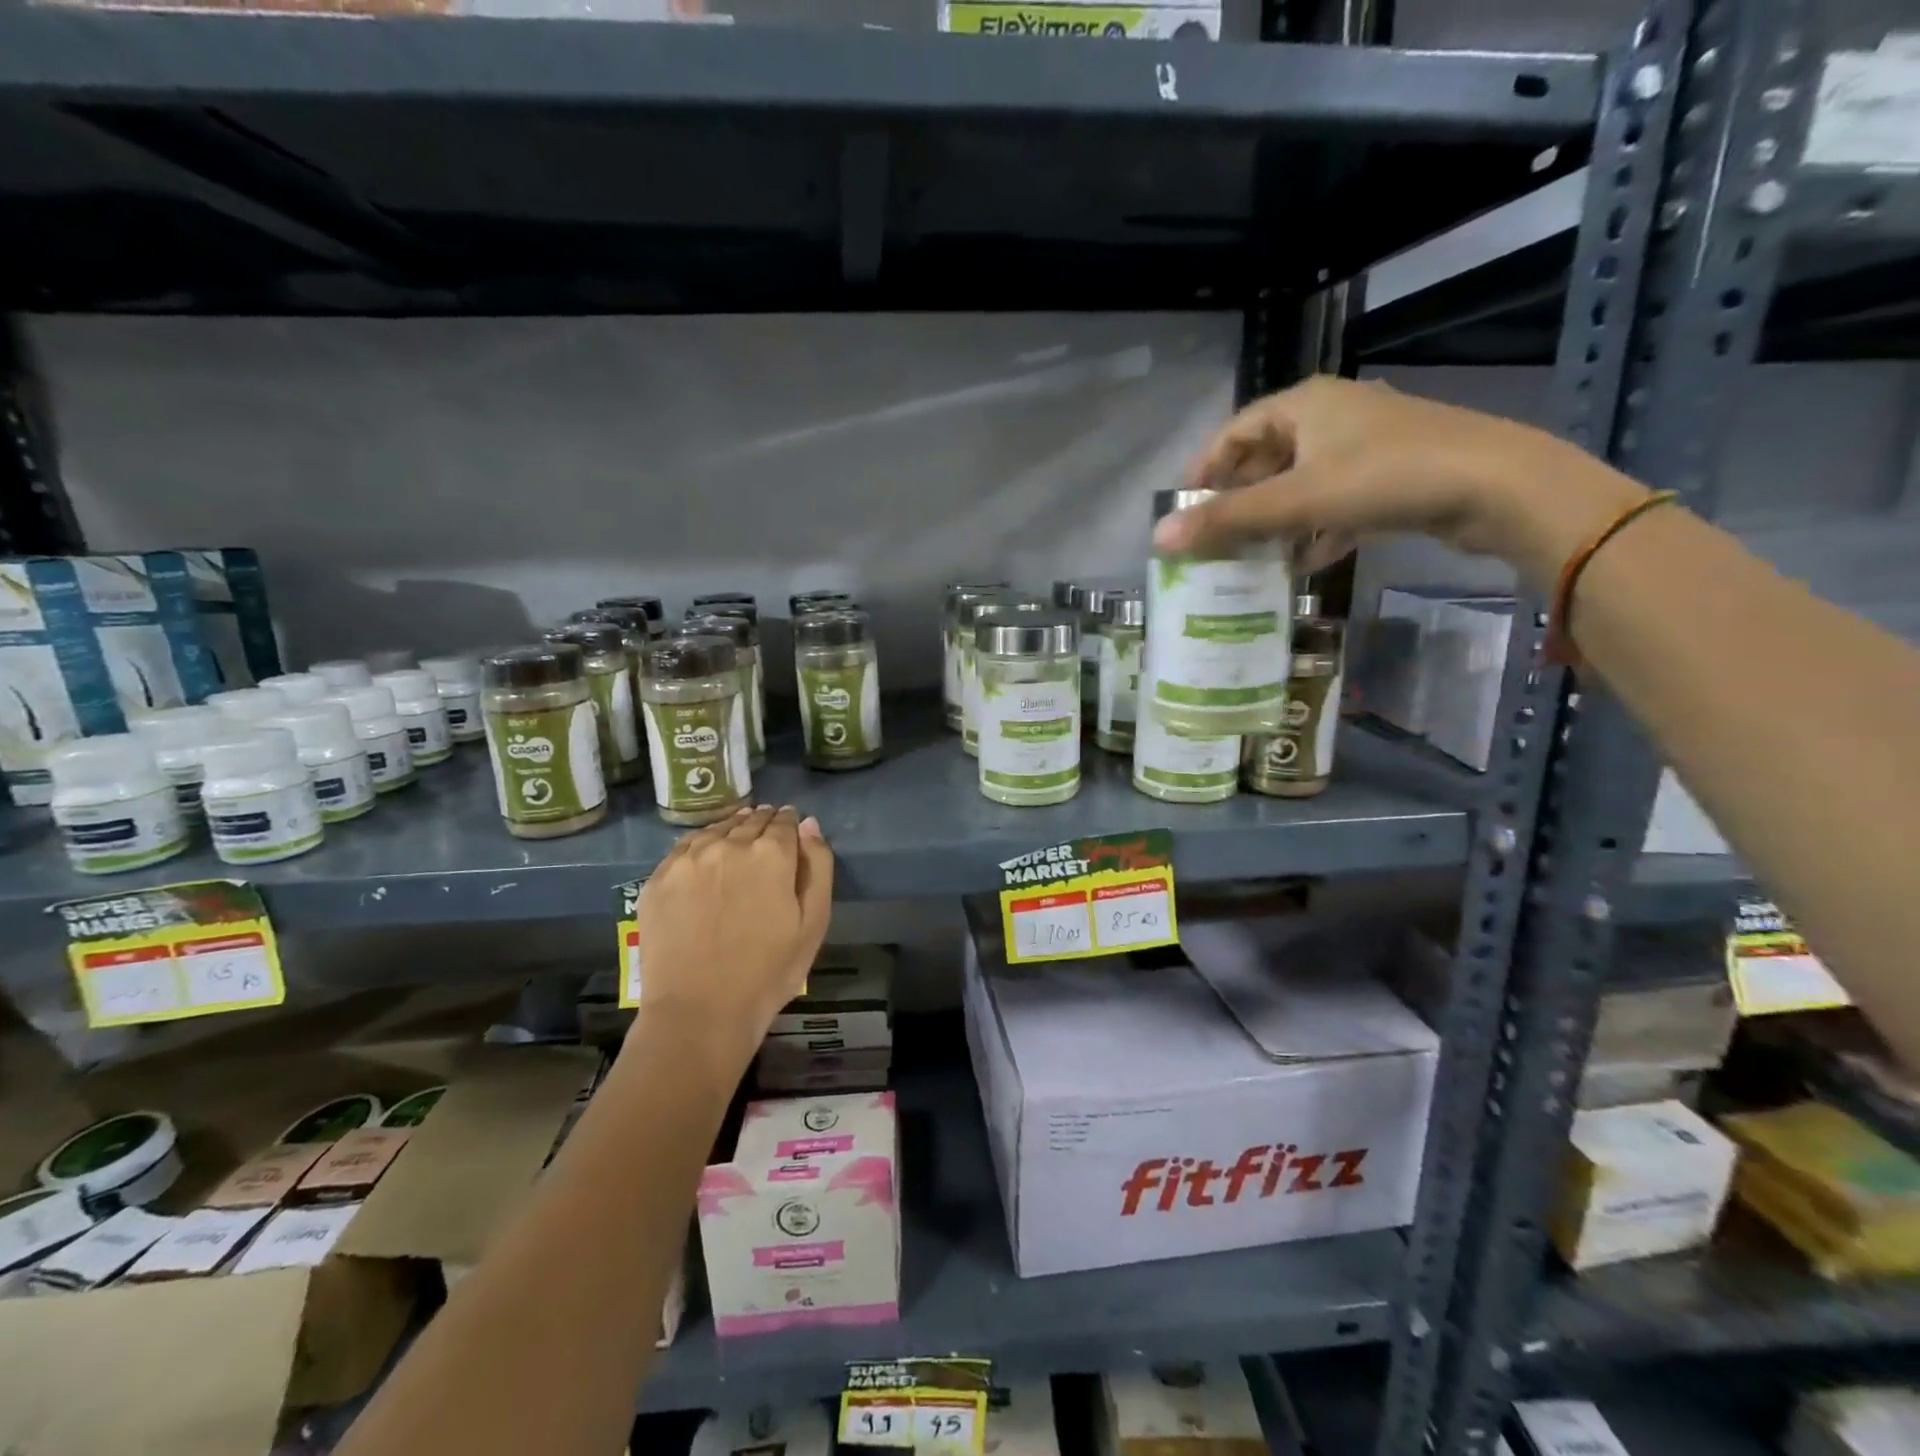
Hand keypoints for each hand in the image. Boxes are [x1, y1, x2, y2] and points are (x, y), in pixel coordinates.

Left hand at [629, 805, 834, 1082]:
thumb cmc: (768, 973)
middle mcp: (728, 845)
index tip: (791, 829)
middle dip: (763, 823)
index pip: (784, 821)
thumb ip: (817, 866)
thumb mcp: (814, 923)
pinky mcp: (658, 878)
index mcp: (771, 854)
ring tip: (738, 840)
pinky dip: (701, 845)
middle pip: (750, 821)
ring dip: (732, 830)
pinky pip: (685, 847)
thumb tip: (808, 825)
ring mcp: (689, 860)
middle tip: (767, 835)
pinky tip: (706, 858)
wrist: (699, 1012)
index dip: (790, 824)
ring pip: (717, 829)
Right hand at [1157, 376, 1648, 589]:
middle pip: (1266, 456)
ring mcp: (1365, 444)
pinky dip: (1315, 527)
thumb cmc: (1386, 476)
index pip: (1234, 431)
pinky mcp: (1392, 474)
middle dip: (1239, 498)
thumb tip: (1158, 539)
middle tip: (1214, 538)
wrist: (1497, 485)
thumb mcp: (1296, 500)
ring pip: (1301, 480)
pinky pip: (1335, 499)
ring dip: (1275, 518)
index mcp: (1303, 404)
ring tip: (1252, 556)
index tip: (1183, 510)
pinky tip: (1307, 560)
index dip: (1204, 469)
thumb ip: (1227, 520)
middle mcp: (1331, 415)